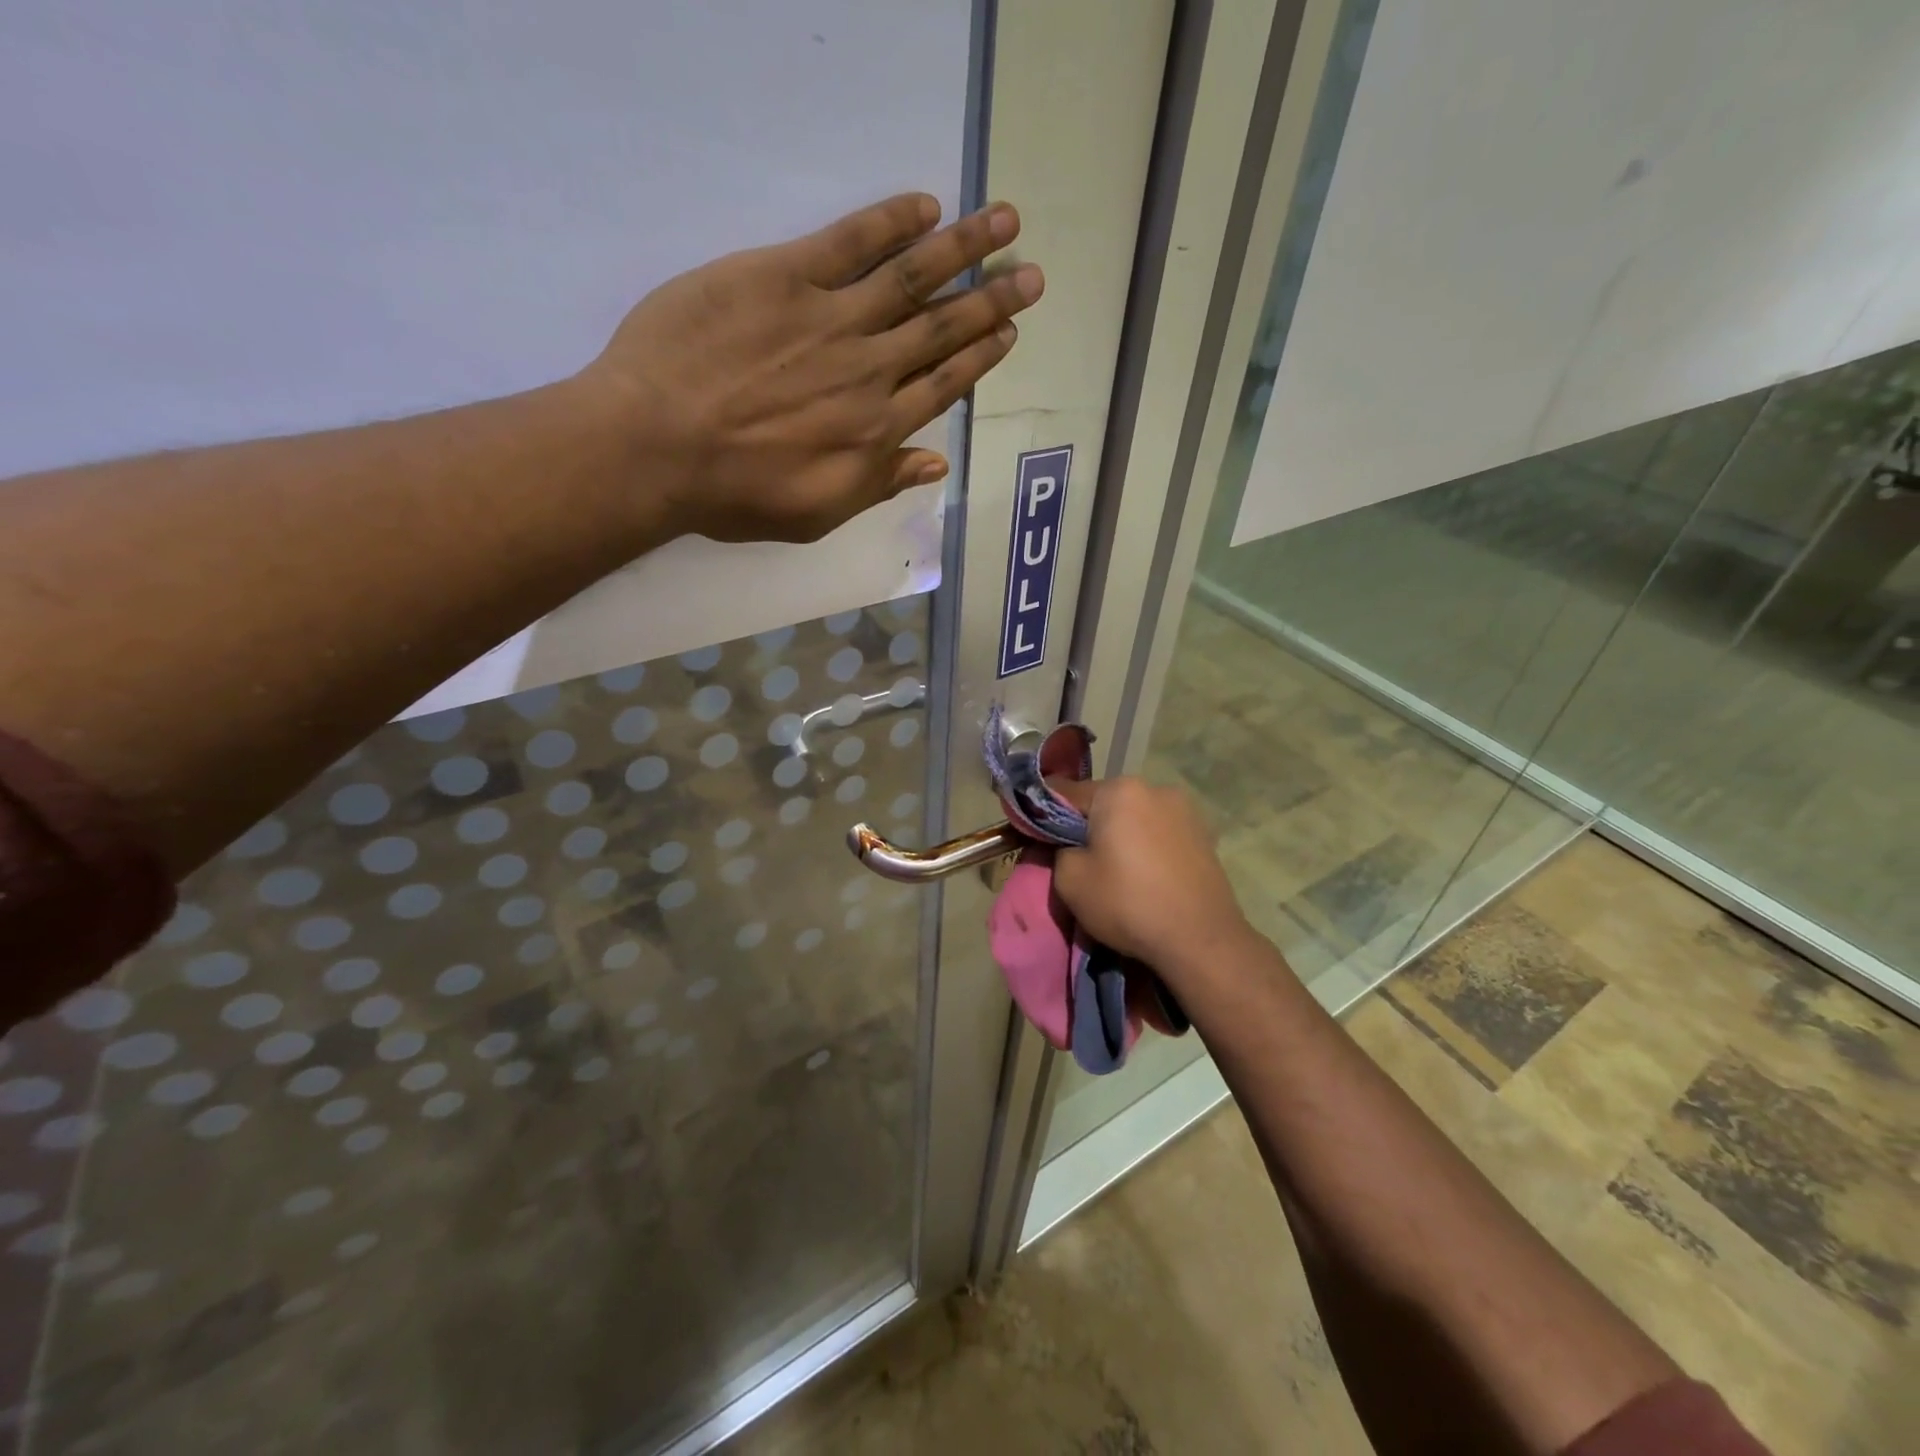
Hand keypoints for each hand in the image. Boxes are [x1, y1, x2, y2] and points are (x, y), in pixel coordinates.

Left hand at [584, 193, 1043, 543]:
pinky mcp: (784, 275)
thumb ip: (880, 483)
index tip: (1009, 333)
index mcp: (875, 429)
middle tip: (1031, 276)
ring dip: (963, 250)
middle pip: (940, 329)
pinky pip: (849, 241)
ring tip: (1005, 224)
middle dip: (990, 302)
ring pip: (911, 279)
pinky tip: (924, 207)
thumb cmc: (735, 493)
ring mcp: (830, 318)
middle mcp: (868, 370)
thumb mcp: (818, 513)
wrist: (658, 445)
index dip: (979, 357)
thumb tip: (937, 463)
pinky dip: (890, 223)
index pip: (942, 385)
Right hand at [1050, 777, 1253, 979]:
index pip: (1065, 793)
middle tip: (1081, 862)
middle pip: (1104, 803)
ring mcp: (1185, 810)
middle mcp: (1154, 788)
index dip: (1045, 815)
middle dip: (1089, 827)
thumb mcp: (1070, 880)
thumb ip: (1056, 850)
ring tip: (1118, 873)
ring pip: (1134, 817)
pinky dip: (1147, 847)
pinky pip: (1159, 833)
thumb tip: (1064, 844)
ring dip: (1121, 836)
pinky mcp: (1204, 834)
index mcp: (1119, 790)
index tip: (1038, 839)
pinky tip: (1146, 877)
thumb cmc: (1127, 903)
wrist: (1200, 940)